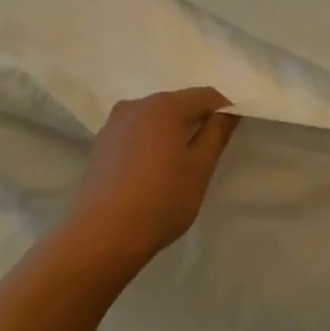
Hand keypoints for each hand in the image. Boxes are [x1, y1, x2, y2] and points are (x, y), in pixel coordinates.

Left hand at [66, 88, 240, 266]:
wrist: (102, 234)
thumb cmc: (161, 199)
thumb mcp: (200, 169)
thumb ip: (216, 134)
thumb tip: (227, 112)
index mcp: (165, 106)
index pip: (206, 96)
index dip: (223, 110)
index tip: (229, 135)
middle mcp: (136, 105)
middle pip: (177, 104)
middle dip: (195, 121)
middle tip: (206, 154)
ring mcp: (113, 124)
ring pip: (153, 119)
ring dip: (170, 134)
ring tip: (176, 167)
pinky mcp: (100, 145)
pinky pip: (134, 134)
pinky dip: (148, 144)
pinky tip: (150, 173)